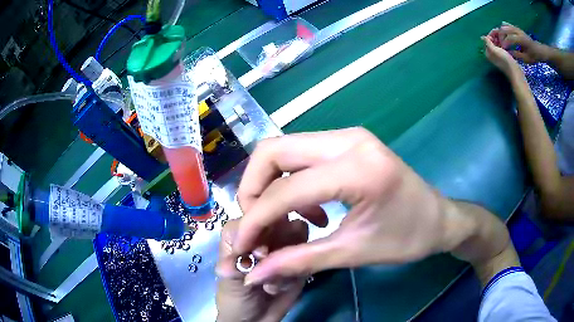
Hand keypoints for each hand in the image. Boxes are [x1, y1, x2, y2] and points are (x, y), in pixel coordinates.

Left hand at [216, 219, 307, 321]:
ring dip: (289, 258)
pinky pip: (308, 251)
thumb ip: (235, 265)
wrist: (256, 320)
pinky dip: (298, 269)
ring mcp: (283, 245)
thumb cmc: (235, 298)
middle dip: (279, 244)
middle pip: (280, 220)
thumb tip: (242, 256)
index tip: (260, 255)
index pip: (253, 217)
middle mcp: (262, 234)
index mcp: (240, 234)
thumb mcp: (229, 282)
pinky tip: (284, 286)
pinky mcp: (298, 258)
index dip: (259, 232)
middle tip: (271, 268)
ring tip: (275, 281)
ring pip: (298, 232)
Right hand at [232, 128, 460, 286]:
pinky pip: (301, 155)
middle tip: (256, 225)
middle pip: (273, 151)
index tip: (244, 245)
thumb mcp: (354, 253)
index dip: (256, 219)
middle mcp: (348, 139)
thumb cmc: (408, 238)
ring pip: (284, 149)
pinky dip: (290, 181)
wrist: (439, 218)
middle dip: (253, 190)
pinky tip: (307, 209)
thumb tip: (254, 275)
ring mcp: (348, 136)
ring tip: (281, 220)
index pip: (287, 190)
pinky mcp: (348, 142)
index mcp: (359, 168)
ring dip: (270, 185)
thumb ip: (300, 262)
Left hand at [482, 28, 520, 76]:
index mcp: (488, 52)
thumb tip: (482, 37)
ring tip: (504, 35)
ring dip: (500, 38)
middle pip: (492, 40)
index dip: (492, 34)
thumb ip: (487, 43)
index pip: (487, 39)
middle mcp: (492, 54)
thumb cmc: (504, 60)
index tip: (497, 30)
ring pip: (498, 43)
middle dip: (496, 35)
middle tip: (502, 32)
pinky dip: (503, 43)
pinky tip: (507, 41)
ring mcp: (499, 55)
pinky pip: (502, 46)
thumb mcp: (494, 50)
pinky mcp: (505, 56)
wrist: (515, 71)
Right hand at [498, 22, 548, 63]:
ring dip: (500, 32)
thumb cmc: (534, 56)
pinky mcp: (515, 28)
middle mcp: (518, 31)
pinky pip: (506, 25)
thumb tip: (508, 53)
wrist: (539, 50)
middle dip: (500, 36)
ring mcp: (516, 28)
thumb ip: (517, 55)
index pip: (509, 38)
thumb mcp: (527, 59)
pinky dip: (503, 29)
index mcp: (522, 40)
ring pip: (504, 26)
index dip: (504, 43)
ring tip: (500, 39)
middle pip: (504, 29)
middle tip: (499, 44)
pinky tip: (503, 35)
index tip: (502, 49)